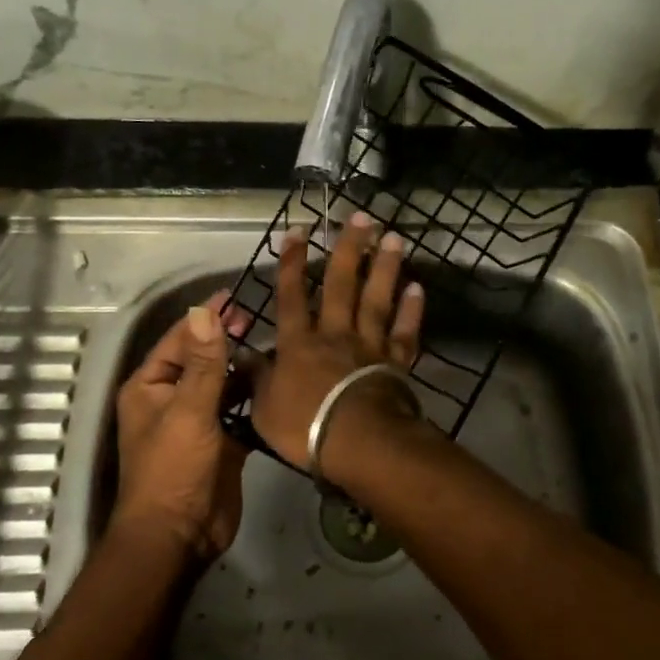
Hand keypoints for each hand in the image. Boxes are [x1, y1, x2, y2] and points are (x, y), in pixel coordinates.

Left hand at [113, 290, 250, 560]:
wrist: (180, 536)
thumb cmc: (174, 469)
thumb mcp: (188, 411)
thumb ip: (202, 363)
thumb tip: (205, 312)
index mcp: (151, 387)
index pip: (179, 340)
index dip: (205, 318)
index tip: (235, 295)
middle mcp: (172, 398)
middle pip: (202, 359)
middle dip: (227, 339)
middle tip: (260, 318)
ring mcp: (198, 421)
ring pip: (223, 383)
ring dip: (243, 367)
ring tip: (276, 345)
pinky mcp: (222, 442)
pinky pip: (238, 410)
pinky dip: (254, 396)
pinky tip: (279, 382)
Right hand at [245, 213, 424, 474]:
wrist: (358, 443)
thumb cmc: (305, 428)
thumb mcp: (264, 408)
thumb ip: (257, 378)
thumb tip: (242, 356)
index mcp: (298, 343)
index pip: (291, 295)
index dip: (293, 262)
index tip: (300, 230)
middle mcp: (335, 334)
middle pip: (343, 284)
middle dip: (350, 249)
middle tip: (362, 217)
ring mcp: (369, 346)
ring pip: (377, 299)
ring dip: (385, 267)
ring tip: (394, 237)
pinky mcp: (396, 362)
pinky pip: (405, 332)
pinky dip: (412, 310)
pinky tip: (417, 288)